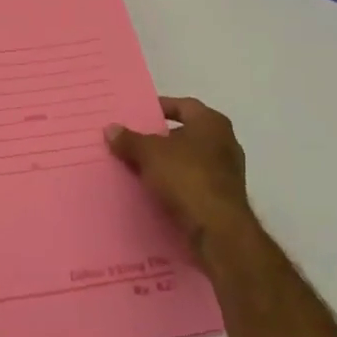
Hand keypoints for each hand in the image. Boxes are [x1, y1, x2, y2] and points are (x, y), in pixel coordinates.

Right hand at [106, 96, 254, 256]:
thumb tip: (110, 129)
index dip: (159, 108)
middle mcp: (224, 143)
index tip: (137, 115)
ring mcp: (227, 173)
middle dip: (159, 139)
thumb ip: (129, 140)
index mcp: (211, 122)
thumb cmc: (187, 177)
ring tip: (137, 168)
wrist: (218, 231)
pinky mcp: (223, 199)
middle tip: (132, 142)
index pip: (182, 105)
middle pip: (185, 134)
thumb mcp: (149, 154)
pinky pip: (193, 184)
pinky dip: (175, 185)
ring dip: (166, 164)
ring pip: (188, 161)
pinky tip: (154, 192)